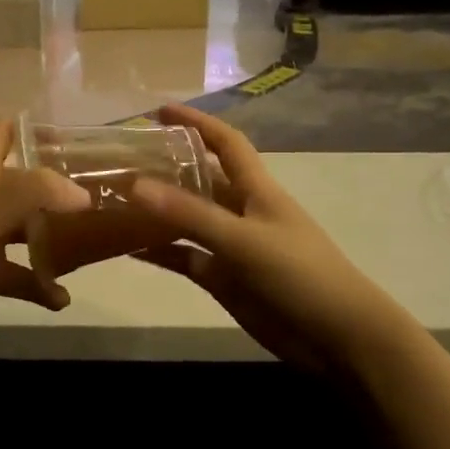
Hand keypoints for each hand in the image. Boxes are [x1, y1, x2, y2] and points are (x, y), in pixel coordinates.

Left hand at [0, 119, 91, 339]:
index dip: (22, 127)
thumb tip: (84, 197)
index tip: (60, 128)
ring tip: (95, 245)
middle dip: (58, 189)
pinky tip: (62, 300)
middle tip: (103, 192)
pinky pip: (22, 280)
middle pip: (27, 188)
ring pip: (30, 234)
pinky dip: (42, 289)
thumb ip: (35, 193)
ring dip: (58, 241)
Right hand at [125, 105, 390, 370]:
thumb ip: (190, 214)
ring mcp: (230, 246)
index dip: (196, 123)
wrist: (336, 337)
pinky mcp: (223, 278)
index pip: (225, 143)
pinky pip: (184, 256)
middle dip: (165, 167)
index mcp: (256, 189)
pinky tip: (125, 247)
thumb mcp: (243, 239)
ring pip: (186, 220)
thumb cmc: (299, 274)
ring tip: (113, 201)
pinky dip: (158, 251)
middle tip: (120, 161)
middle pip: (199, 180)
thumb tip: (134, 185)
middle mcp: (241, 211)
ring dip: (156, 211)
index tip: (159, 111)